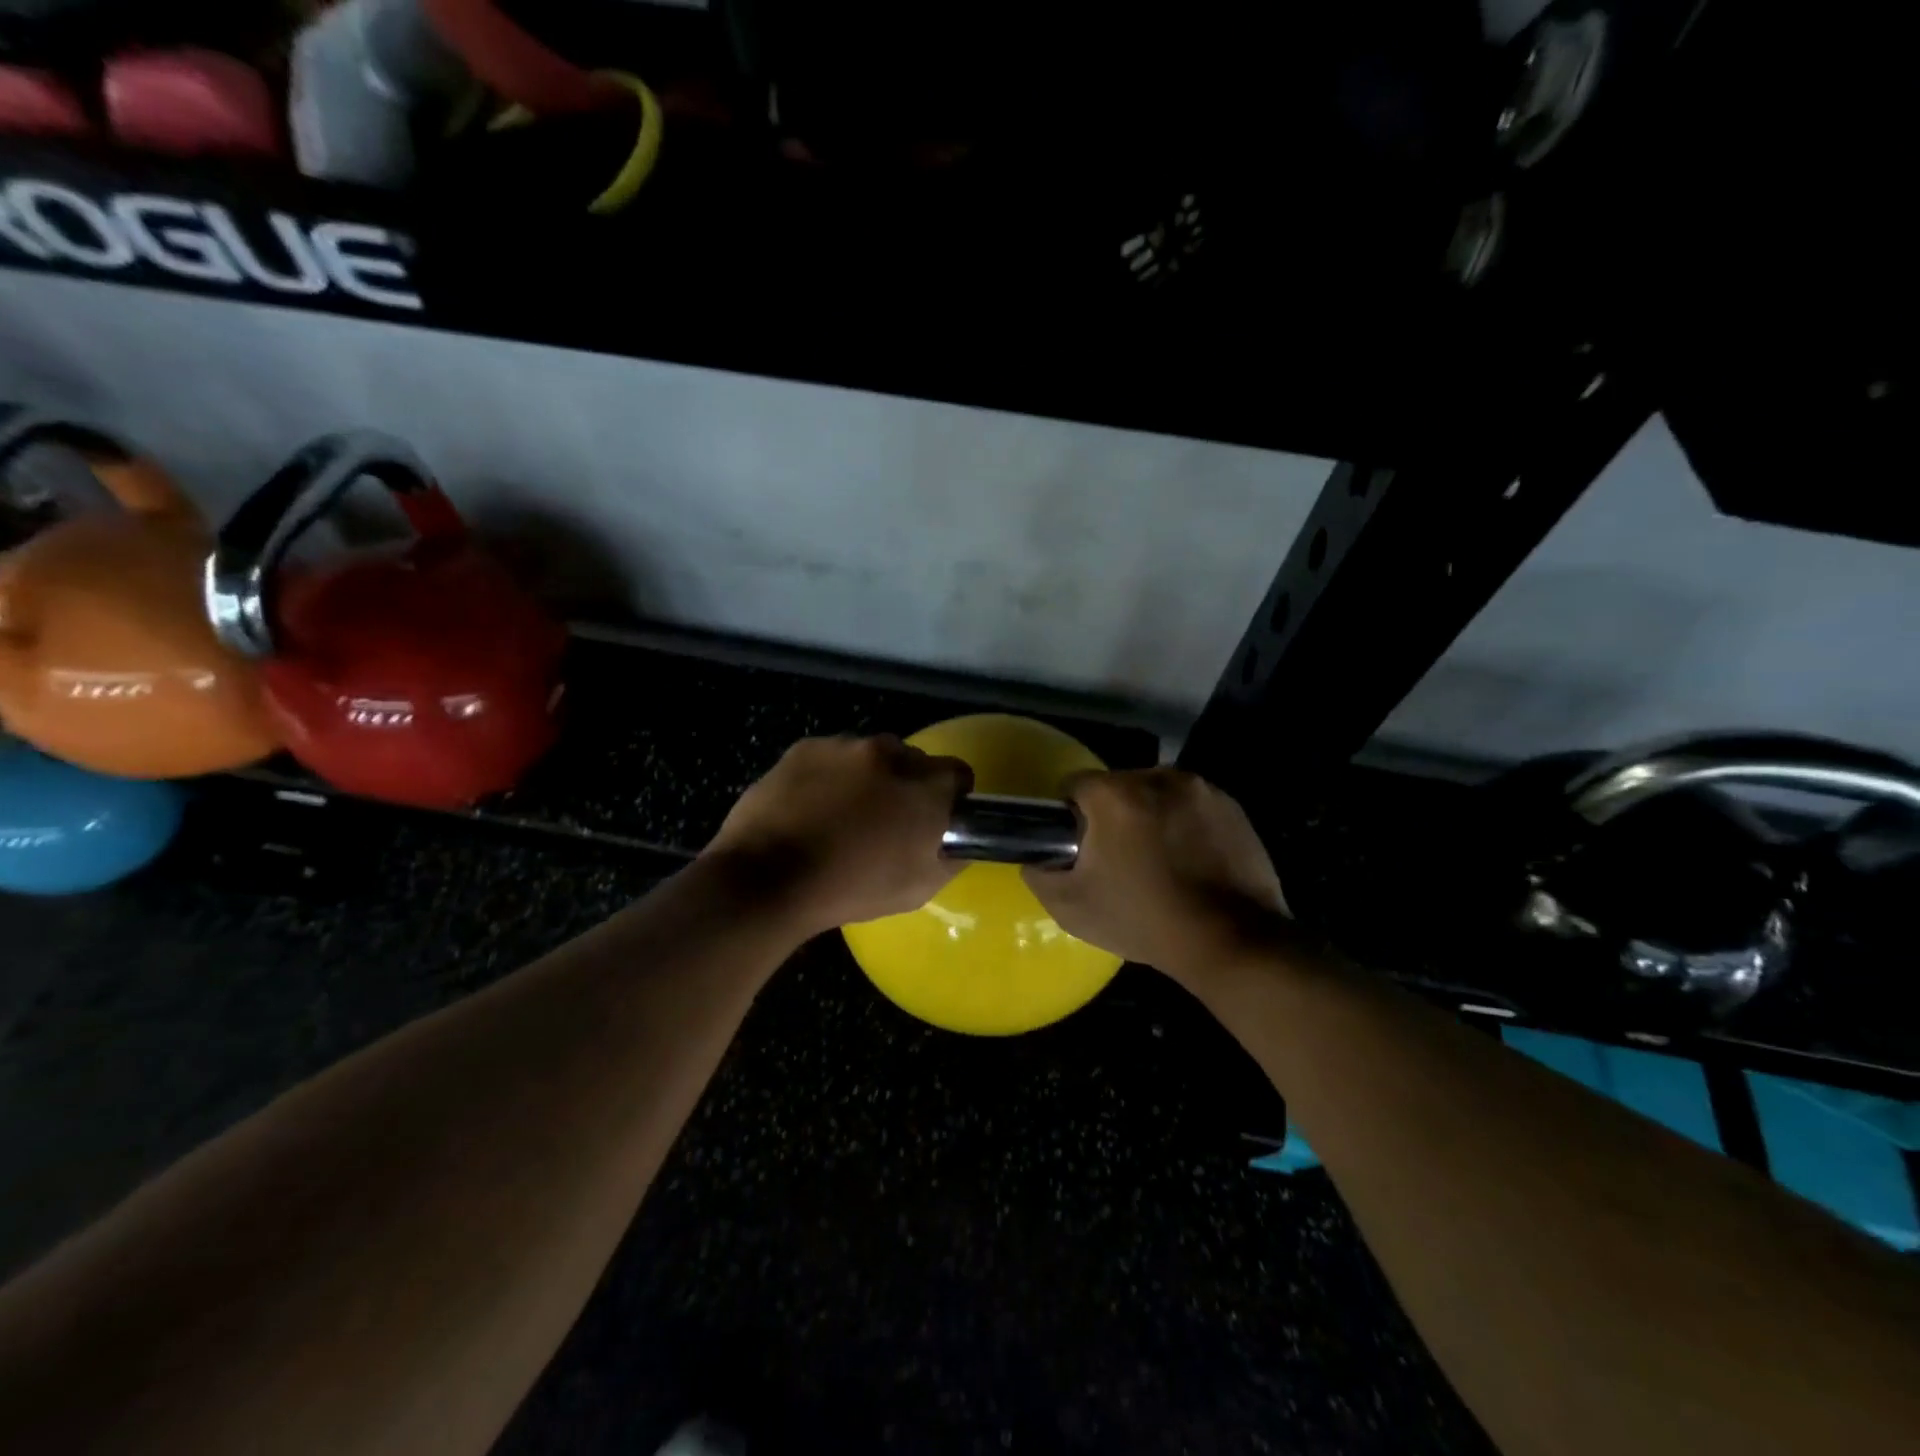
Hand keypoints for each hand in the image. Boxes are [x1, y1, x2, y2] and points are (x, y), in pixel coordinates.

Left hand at [704, 735, 972, 935]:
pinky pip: (831, 756)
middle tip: (884, 822)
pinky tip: (810, 807)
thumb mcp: (918, 887)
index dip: (949, 797)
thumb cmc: (850, 890)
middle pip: (913, 761)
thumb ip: (951, 855)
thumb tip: (956, 840)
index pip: (958, 775)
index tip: (932, 820)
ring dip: (867, 778)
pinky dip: (829, 775)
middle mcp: (892, 754)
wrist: (767, 879)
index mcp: (927, 787)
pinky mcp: (806, 746)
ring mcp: (846, 746)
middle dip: (905, 786)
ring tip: (840, 815)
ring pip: (870, 756)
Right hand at [1023, 768, 1287, 982]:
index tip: (1079, 847)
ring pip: (1155, 793)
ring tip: (1158, 861)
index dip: (1069, 816)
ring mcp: (1200, 788)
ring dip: (1149, 815)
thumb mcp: (1071, 907)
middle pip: (1117, 786)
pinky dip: (1184, 824)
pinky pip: (1190, 805)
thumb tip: (1037, 858)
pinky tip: (1190, 861)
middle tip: (1118, 859)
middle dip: (1111, 814)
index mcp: (1114, 794)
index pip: (1073, 785)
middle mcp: (1157, 776)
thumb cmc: (1144, 920)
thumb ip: (1039, 874)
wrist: (1231, 942)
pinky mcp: (1231, 805)